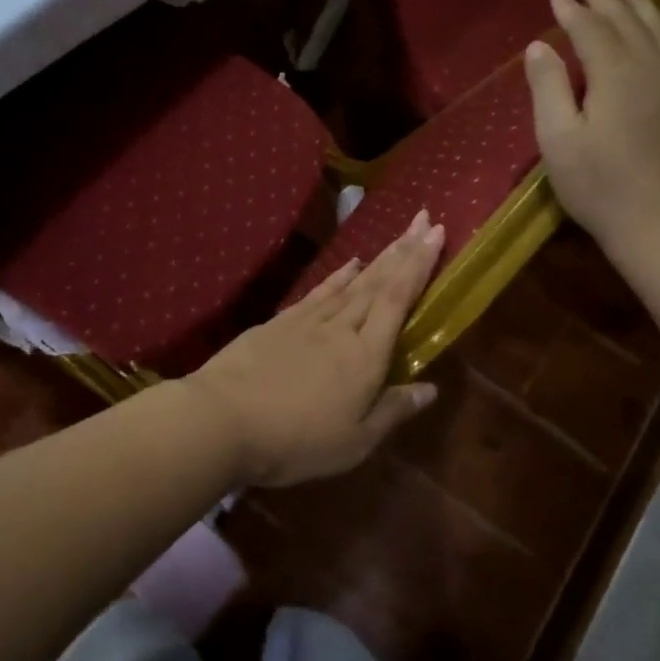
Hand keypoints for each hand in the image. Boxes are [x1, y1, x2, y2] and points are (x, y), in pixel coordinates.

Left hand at [185, 213, 444, 487]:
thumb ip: (393, 411)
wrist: (222, 420)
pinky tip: (349, 265)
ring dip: (378, 257)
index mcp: (365, 356)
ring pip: (351, 282)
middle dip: (405, 249)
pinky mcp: (279, 322)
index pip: (398, 300)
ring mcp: (307, 321)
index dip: (420, 265)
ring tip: (397, 236)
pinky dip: (338, 276)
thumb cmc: (295, 440)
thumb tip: (431, 389)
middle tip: (425, 218)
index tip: (437, 232)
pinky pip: (319, 291)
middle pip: (378, 282)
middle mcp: (341, 328)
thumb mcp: (354, 441)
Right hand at [525, 0, 659, 271]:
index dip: (571, 10)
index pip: (590, 30)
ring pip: (656, 31)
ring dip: (639, 4)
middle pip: (625, 22)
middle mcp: (649, 68)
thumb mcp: (558, 140)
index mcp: (614, 75)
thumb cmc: (599, 186)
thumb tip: (539, 46)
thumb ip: (549, 88)